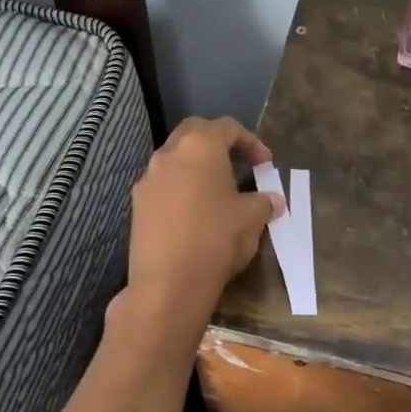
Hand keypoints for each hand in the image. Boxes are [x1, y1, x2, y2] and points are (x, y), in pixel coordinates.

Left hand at [127, 117, 285, 322]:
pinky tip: (196, 215)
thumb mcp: (251, 219)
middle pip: (195, 134)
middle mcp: (168, 154)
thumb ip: (264, 203)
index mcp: (199, 146)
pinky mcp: (137, 205)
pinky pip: (164, 186)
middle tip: (238, 165)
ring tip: (218, 193)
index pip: (228, 127)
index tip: (265, 165)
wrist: (168, 284)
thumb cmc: (216, 240)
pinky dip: (182, 190)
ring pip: (176, 160)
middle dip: (219, 145)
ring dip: (198, 169)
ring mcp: (147, 179)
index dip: (251, 142)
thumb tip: (273, 200)